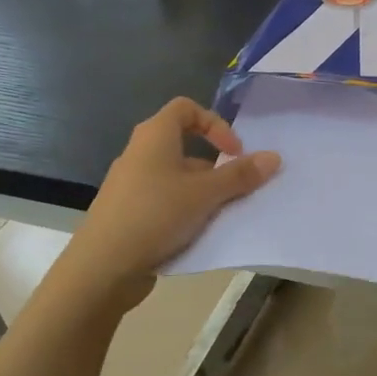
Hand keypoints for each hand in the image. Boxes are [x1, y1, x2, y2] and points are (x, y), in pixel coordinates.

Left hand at [64, 99, 278, 299]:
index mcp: (154, 136)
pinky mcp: (129, 213)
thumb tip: (274, 156)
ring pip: (177, 178)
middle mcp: (140, 154)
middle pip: (184, 145)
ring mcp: (132, 185)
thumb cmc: (155, 214)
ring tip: (222, 214)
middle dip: (215, 166)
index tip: (234, 152)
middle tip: (236, 188)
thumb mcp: (205, 194)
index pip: (186, 109)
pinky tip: (199, 233)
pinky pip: (165, 201)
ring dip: (203, 191)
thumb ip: (240, 175)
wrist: (102, 267)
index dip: (215, 124)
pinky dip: (185, 210)